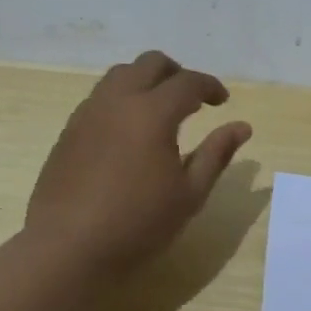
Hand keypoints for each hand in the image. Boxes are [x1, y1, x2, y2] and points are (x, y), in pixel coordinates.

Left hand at [26, 51, 252, 270]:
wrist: (68, 247)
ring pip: (119, 75)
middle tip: (192, 99)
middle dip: (176, 73)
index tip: (222, 101)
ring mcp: (88, 113)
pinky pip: (99, 98)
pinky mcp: (68, 131)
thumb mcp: (189, 194)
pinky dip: (121, 99)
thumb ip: (216, 155)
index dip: (210, 86)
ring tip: (159, 111)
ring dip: (145, 81)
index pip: (188, 82)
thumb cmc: (138, 224)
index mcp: (152, 113)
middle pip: (150, 63)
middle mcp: (118, 101)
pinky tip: (127, 132)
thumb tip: (241, 127)